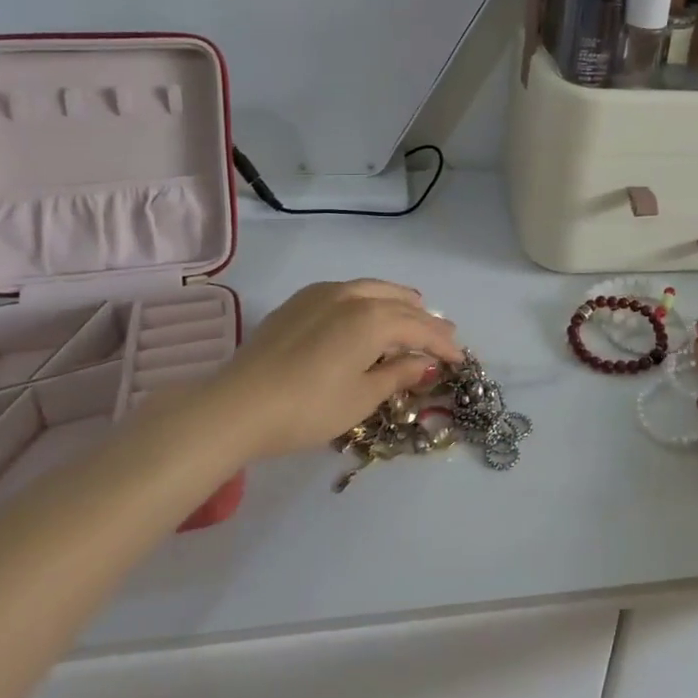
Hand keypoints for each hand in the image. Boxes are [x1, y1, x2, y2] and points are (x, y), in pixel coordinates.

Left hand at [205, 279, 462, 459]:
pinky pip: (347, 290)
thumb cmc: (308, 408)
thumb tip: (425, 363)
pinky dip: (369, 298)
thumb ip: (397, 374)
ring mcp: (323, 293)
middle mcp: (352, 295)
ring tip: (414, 309)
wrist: (237, 405)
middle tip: (445, 333)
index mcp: (373, 318)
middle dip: (425, 319)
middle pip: (400, 303)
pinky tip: (368, 311)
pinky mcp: (300, 300)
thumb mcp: (361, 398)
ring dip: (398, 301)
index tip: (460, 358)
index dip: (442, 344)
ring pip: (373, 289)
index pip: (420, 328)